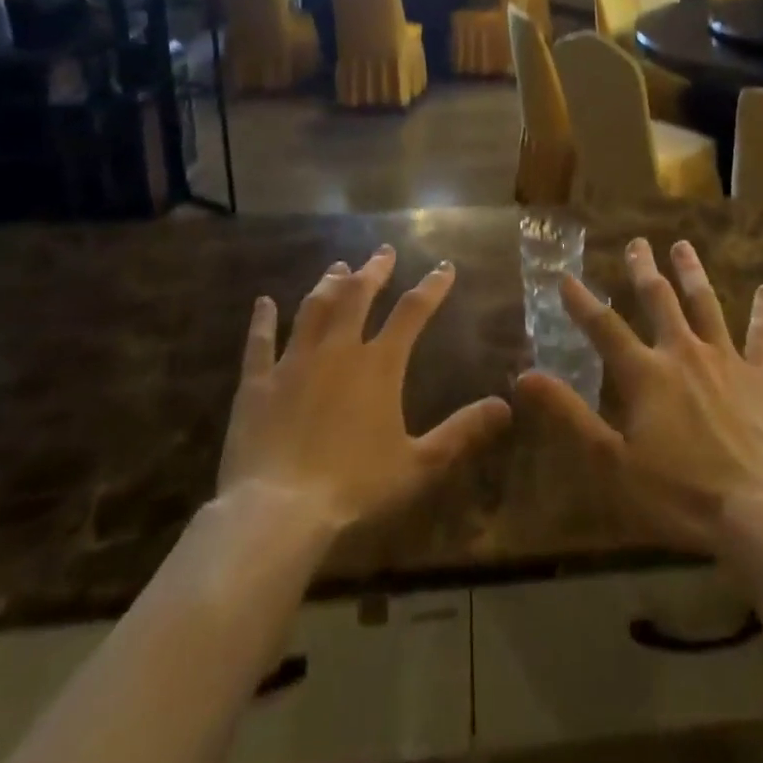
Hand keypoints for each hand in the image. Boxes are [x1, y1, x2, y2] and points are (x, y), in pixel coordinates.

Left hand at [217, 248, 511, 532]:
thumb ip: (461, 431)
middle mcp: (338, 349)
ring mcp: (294, 361)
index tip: (444, 267)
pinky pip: (259, 342)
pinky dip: (262, 320)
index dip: (431, 286)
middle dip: (374, 270)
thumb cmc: (355, 487)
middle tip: (383, 251)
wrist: (279, 511)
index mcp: (379, 364)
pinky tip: (263, 302)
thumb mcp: (419, 464)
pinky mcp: (257, 382)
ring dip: (328, 284)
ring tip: (338, 266)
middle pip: (358, 295)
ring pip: (314, 308)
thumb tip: (505, 406)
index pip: (412, 311)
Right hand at [515, 239, 762, 552]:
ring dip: (692, 273)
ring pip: (706, 304)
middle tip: (637, 242)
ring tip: (683, 246)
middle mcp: (683, 353)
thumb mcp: (613, 464)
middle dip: (644, 269)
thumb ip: (570, 415)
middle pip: (659, 300)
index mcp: (645, 374)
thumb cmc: (682, 494)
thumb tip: (524, 377)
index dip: (582, 302)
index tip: (566, 277)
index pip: (604, 328)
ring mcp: (726, 360)